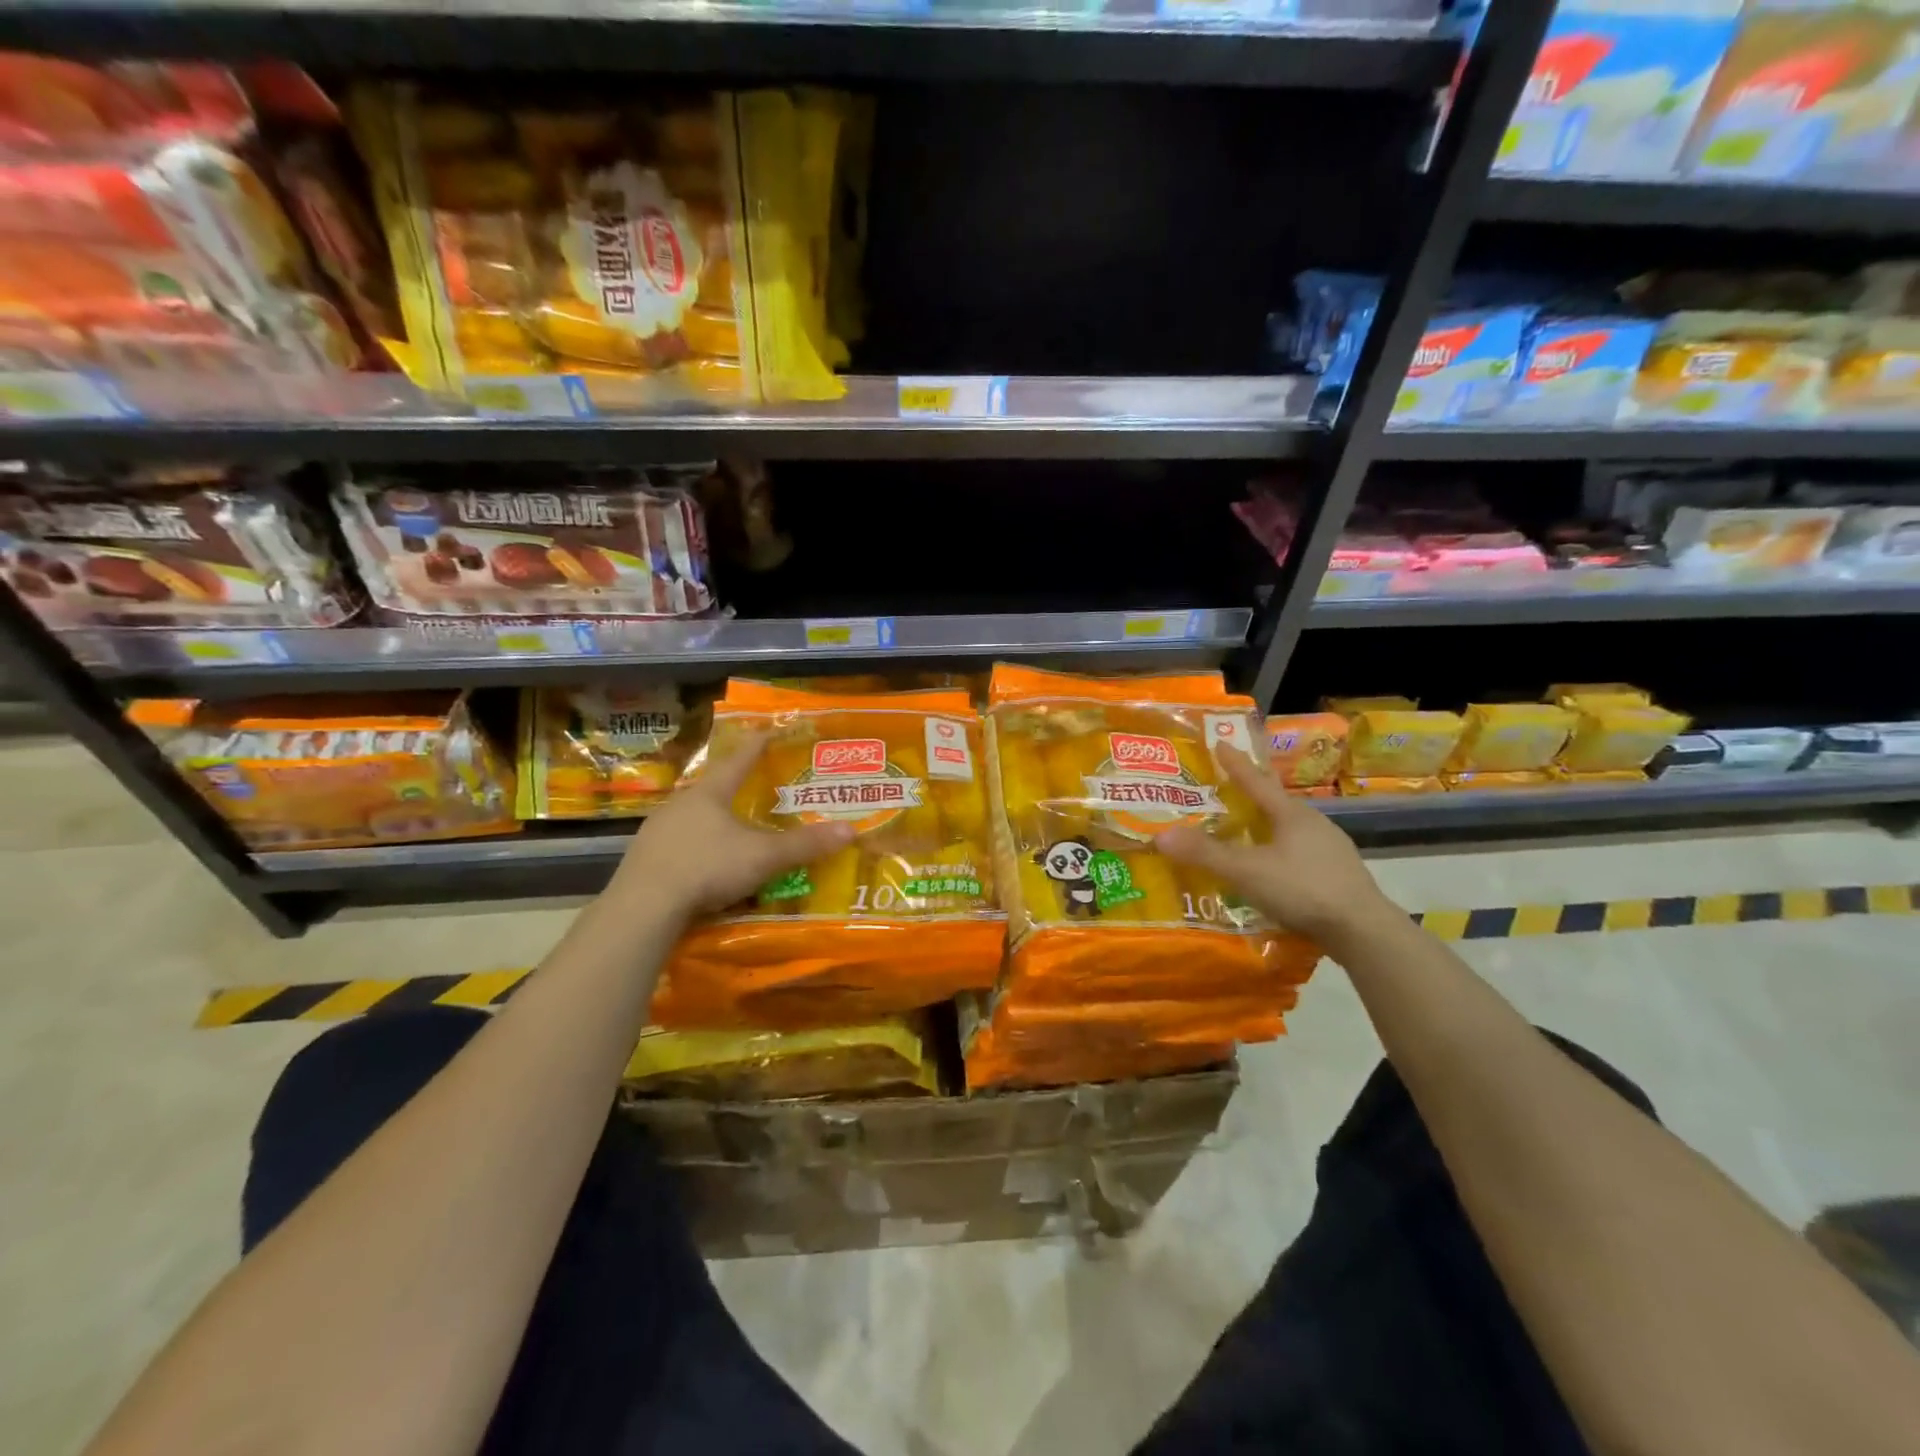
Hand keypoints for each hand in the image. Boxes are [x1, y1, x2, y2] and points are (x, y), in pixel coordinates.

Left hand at [609, 734, 854, 921]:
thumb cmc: (708, 867)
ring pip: (692, 818)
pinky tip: (704, 865)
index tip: (769, 730)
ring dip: (713, 821)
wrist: (644, 906)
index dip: (757, 745)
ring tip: (732, 831)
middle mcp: (680, 804)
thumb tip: (851, 831)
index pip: (739, 760)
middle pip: (712, 788)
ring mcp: (657, 831)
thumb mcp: (764, 856)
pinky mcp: (644, 858)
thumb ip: (805, 845)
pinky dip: (696, 848)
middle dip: (734, 788)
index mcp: (710, 793)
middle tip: (754, 789)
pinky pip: (678, 845)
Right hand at [1159, 744, 1393, 944]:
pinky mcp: (1338, 874)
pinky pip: (1300, 854)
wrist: (1363, 930)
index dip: (1236, 764)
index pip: (1256, 781)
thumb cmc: (1303, 889)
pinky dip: (1280, 853)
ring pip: (1289, 830)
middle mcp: (1313, 824)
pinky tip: (1271, 869)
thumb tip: (1160, 835)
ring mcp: (1330, 849)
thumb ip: (1205, 854)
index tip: (1221, 744)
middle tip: (1226, 793)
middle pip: (1275, 804)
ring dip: (1266, 828)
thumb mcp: (1246, 871)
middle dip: (1251, 797)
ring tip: (1245, 834)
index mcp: (1291, 814)